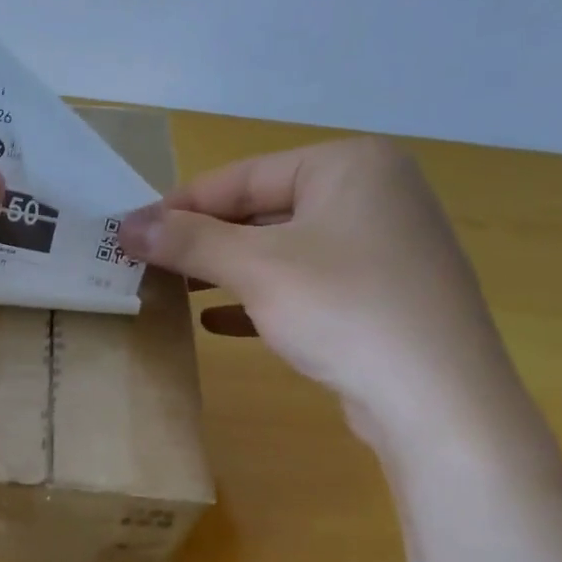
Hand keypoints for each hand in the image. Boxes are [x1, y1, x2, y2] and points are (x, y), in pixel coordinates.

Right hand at [116, 136, 521, 438]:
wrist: (435, 397)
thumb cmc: (343, 308)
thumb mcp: (256, 268)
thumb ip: (189, 242)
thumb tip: (126, 226)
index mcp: (349, 164)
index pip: (243, 176)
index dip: (180, 205)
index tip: (130, 233)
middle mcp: (372, 194)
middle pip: (263, 211)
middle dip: (203, 242)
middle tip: (147, 265)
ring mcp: (381, 247)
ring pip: (282, 251)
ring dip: (226, 272)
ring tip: (174, 291)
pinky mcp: (379, 295)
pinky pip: (305, 286)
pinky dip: (260, 300)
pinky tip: (216, 322)